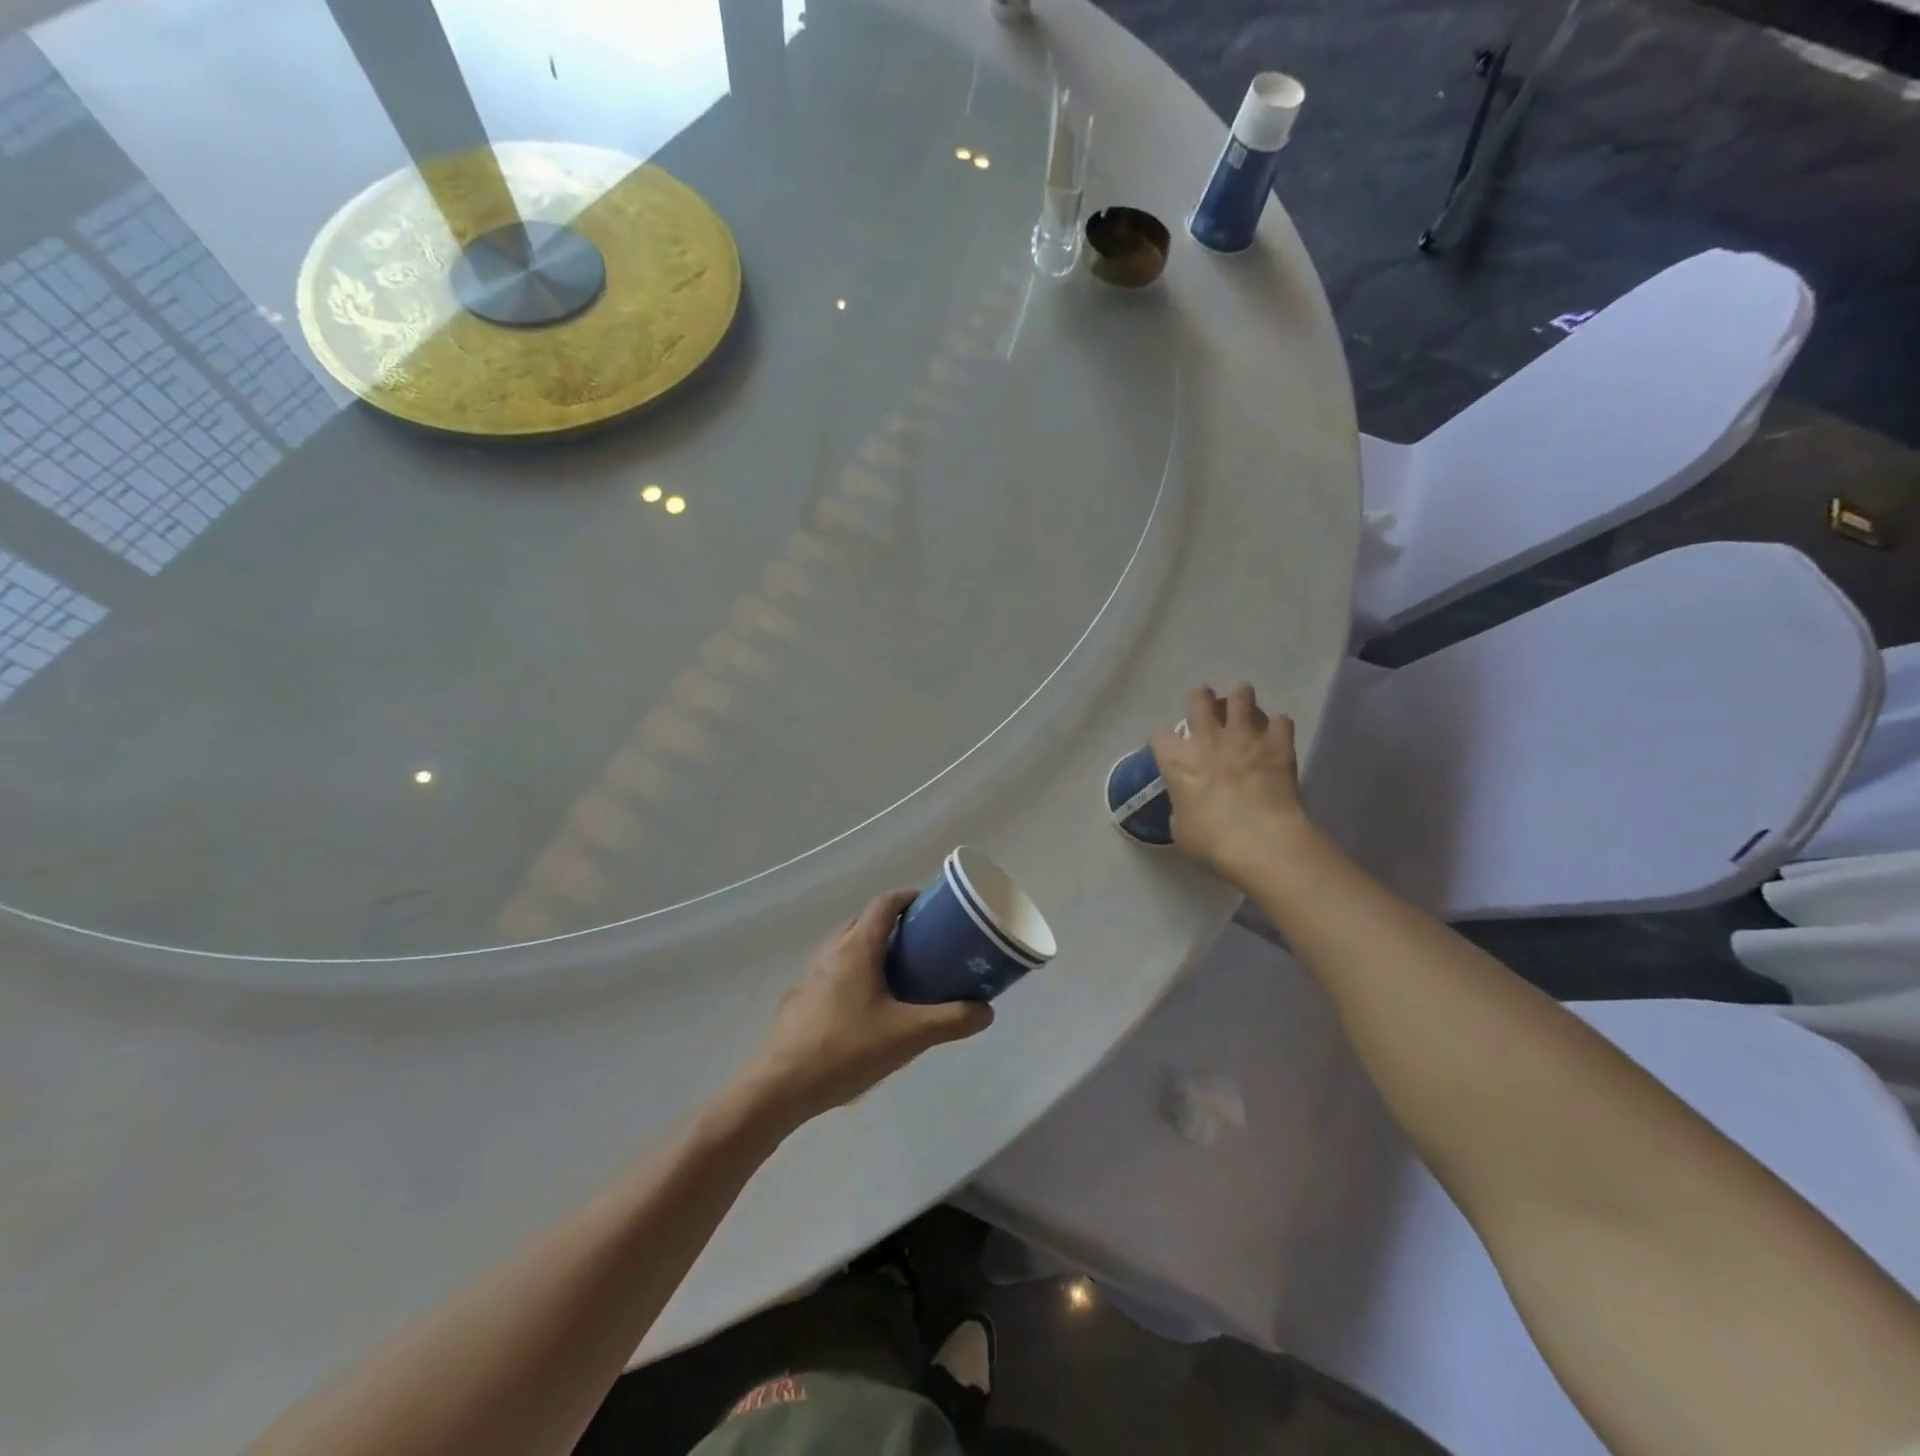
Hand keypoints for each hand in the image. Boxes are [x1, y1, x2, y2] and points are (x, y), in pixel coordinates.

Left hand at [744, 893, 993, 1121]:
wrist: (780, 1086)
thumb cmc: (846, 1049)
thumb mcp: (908, 1036)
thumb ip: (950, 1020)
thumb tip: (986, 1010)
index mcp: (858, 947)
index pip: (885, 903)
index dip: (909, 898)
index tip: (933, 908)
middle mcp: (832, 951)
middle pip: (865, 922)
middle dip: (894, 926)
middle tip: (923, 946)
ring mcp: (812, 975)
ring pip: (847, 948)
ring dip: (872, 951)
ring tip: (899, 977)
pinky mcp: (801, 999)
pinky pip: (834, 972)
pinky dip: (854, 974)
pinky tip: (867, 1010)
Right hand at [1149, 682, 1313, 889]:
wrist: (1260, 840)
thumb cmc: (1210, 839)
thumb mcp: (1180, 827)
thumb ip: (1182, 804)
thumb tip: (1190, 802)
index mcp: (1176, 758)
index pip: (1159, 733)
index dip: (1162, 738)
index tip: (1167, 745)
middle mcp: (1207, 737)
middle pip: (1200, 698)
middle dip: (1201, 698)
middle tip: (1208, 707)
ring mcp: (1245, 735)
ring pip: (1242, 695)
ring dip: (1241, 698)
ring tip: (1243, 706)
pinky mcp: (1278, 742)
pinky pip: (1281, 720)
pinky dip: (1278, 725)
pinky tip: (1277, 734)